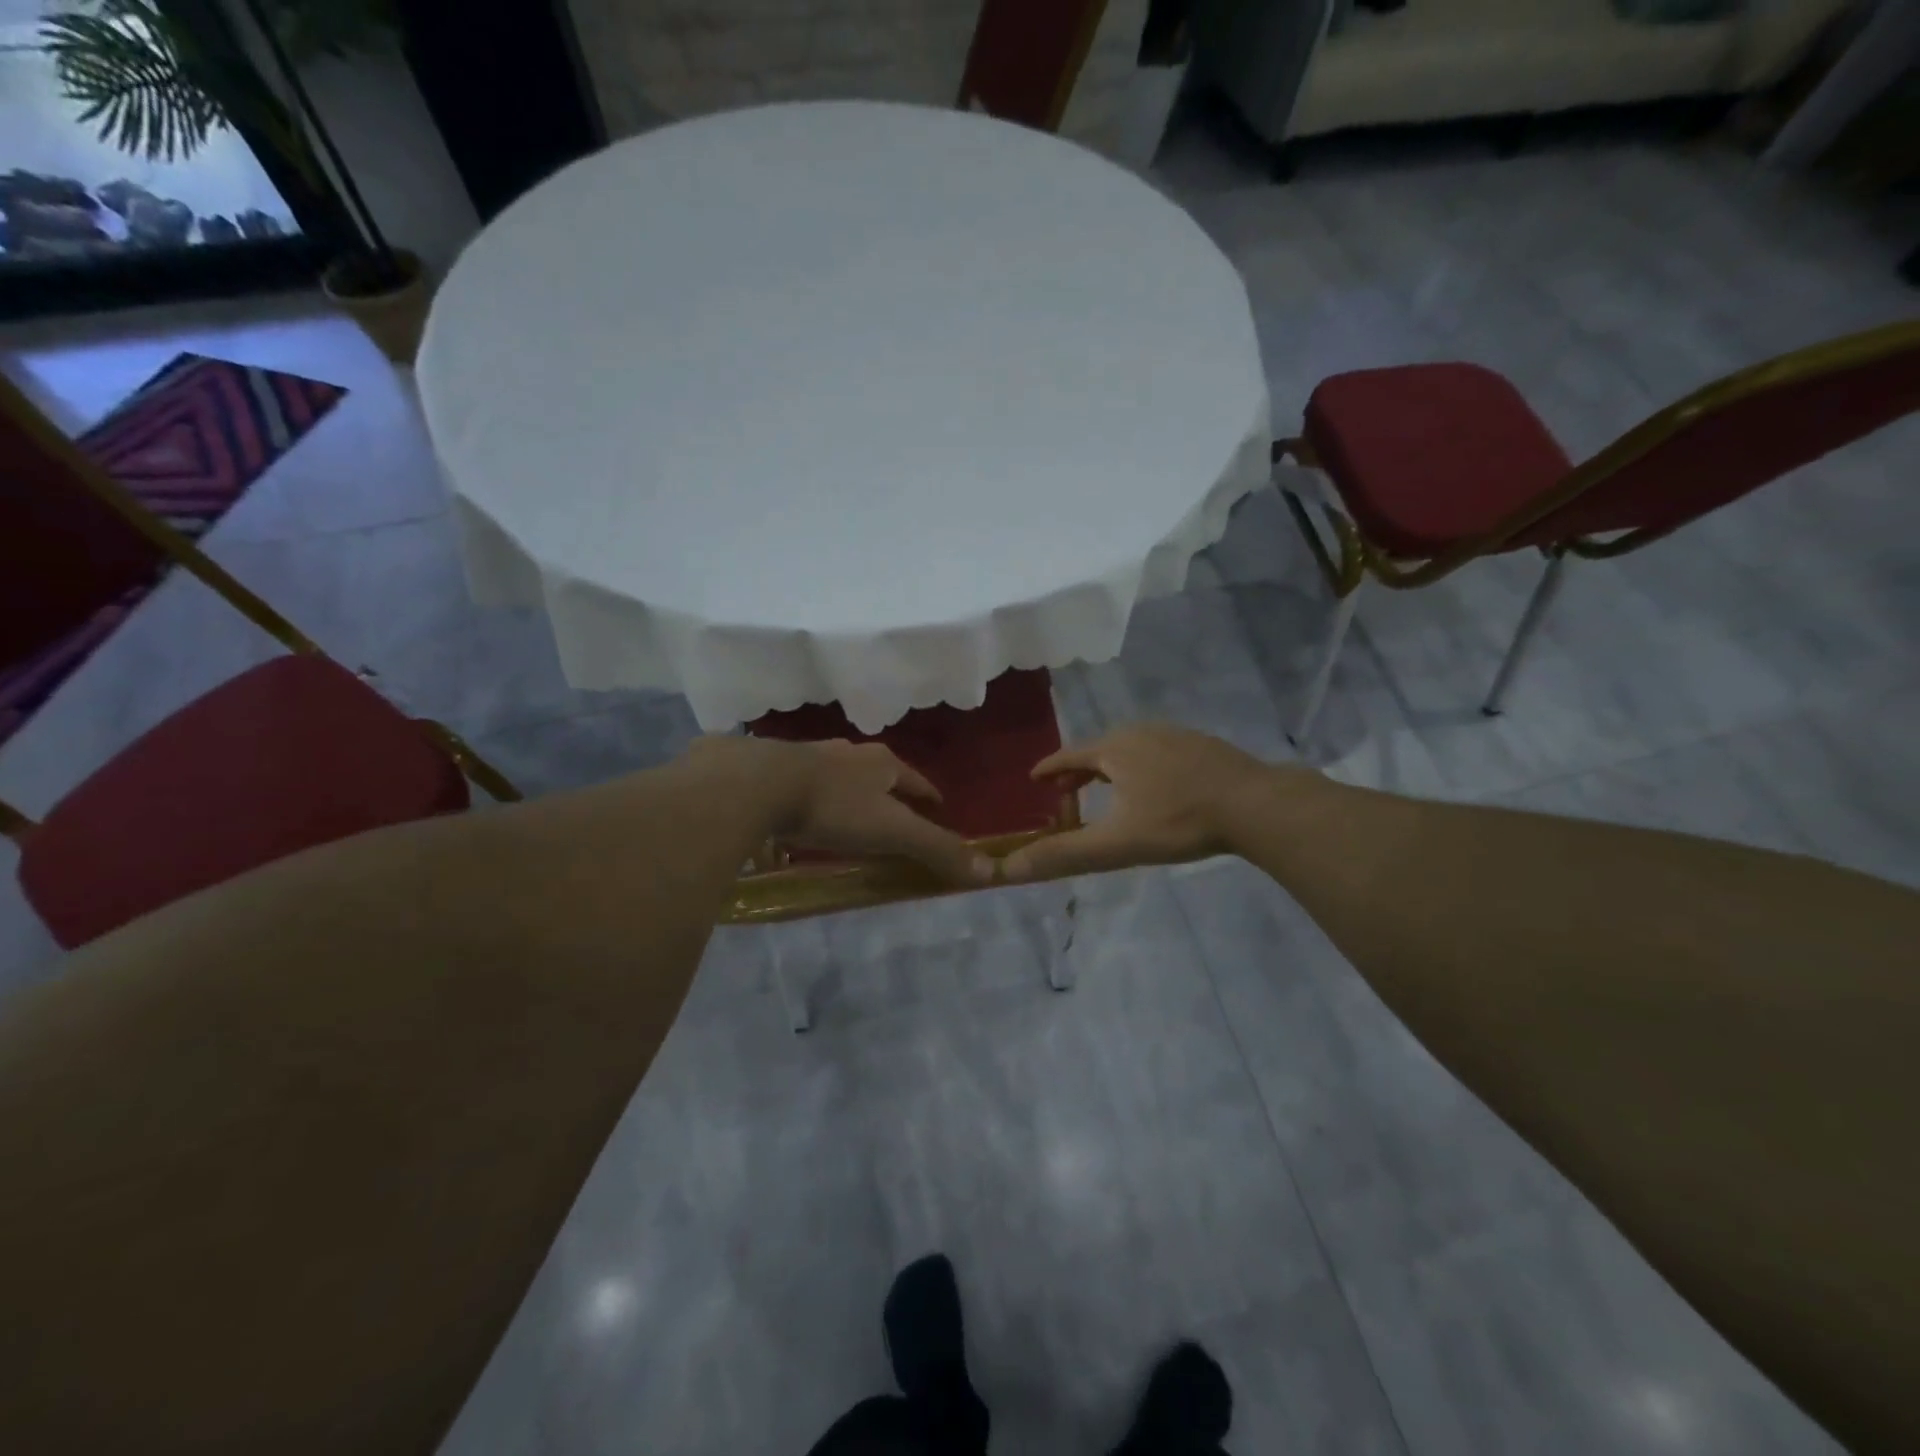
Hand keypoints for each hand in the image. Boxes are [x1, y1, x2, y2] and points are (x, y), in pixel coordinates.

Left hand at [690, 736, 992, 885]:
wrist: (757, 784)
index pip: (916, 779)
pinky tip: (803, 817)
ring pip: (839, 776)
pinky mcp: (775, 769)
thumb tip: (989, 870)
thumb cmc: (835, 806)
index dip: (928, 794)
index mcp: (881, 762)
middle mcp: (848, 752)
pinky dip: (813, 801)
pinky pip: (803, 786)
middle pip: (878, 773)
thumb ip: (936, 849)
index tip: (938, 806)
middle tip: (895, 814)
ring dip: (849, 794)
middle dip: (888, 791)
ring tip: (851, 817)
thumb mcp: (892, 831)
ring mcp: (809, 757)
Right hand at [1002, 724, 1283, 881]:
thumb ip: (1064, 854)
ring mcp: (1175, 735)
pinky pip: (1158, 751)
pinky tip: (1156, 786)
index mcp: (1115, 749)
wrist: (1255, 804)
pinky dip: (1142, 766)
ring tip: (1107, 789)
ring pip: (1130, 749)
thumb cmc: (1179, 821)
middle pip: (1099, 749)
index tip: (1034, 779)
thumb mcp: (1116, 843)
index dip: (1049, 770)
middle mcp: (1140, 732)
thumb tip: (1009, 868)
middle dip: (1079, 771)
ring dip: (1111, 767)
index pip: (1069, 756)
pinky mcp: (1202, 745)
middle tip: (1066, 792)